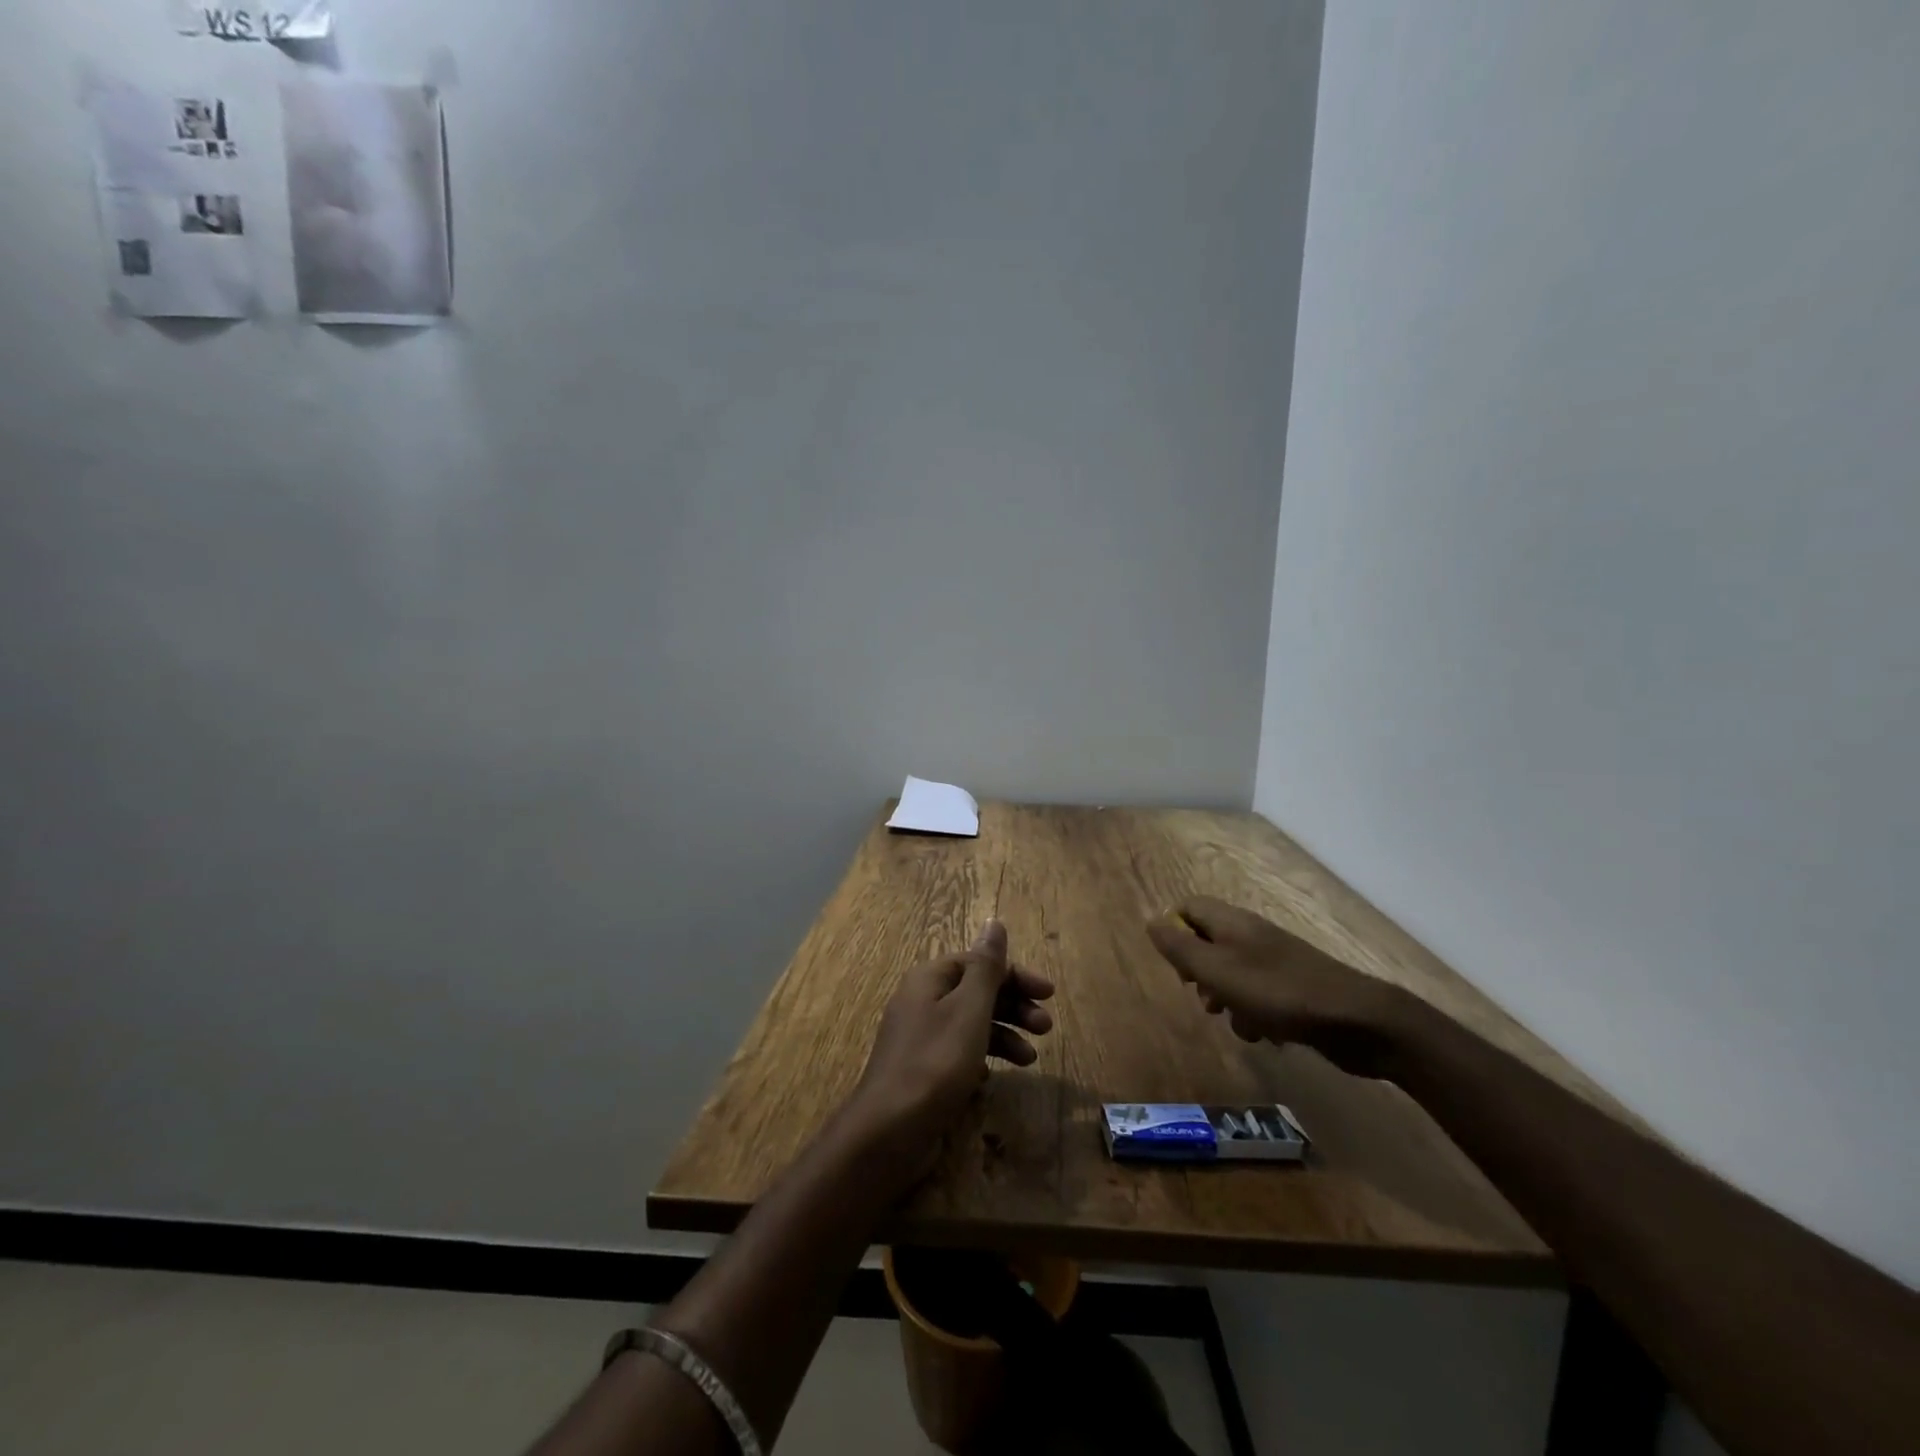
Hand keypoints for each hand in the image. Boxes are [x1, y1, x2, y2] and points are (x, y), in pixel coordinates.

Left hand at [845, 920, 1054, 1178]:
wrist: (889, 1130)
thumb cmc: (935, 1062)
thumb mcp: (969, 1009)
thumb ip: (986, 967)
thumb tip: (994, 922)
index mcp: (930, 979)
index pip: (979, 963)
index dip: (1016, 975)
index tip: (1049, 994)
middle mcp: (922, 1001)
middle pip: (976, 992)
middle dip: (1014, 1006)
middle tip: (1046, 1028)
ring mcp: (920, 1038)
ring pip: (970, 1024)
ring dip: (1004, 1035)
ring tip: (1030, 1059)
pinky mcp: (922, 1071)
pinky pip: (958, 1053)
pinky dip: (981, 1058)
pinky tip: (993, 1077)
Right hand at [1146, 897, 1407, 1077]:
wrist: (1356, 1021)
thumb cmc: (1277, 992)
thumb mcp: (1217, 970)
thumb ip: (1180, 948)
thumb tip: (1150, 922)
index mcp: (1231, 922)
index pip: (1188, 908)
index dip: (1175, 932)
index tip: (1176, 965)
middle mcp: (1251, 935)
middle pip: (1208, 944)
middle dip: (1199, 974)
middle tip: (1203, 997)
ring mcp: (1275, 963)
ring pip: (1232, 976)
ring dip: (1227, 1001)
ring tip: (1237, 1022)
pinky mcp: (1293, 990)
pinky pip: (1259, 998)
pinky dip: (1255, 1016)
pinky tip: (1265, 1035)